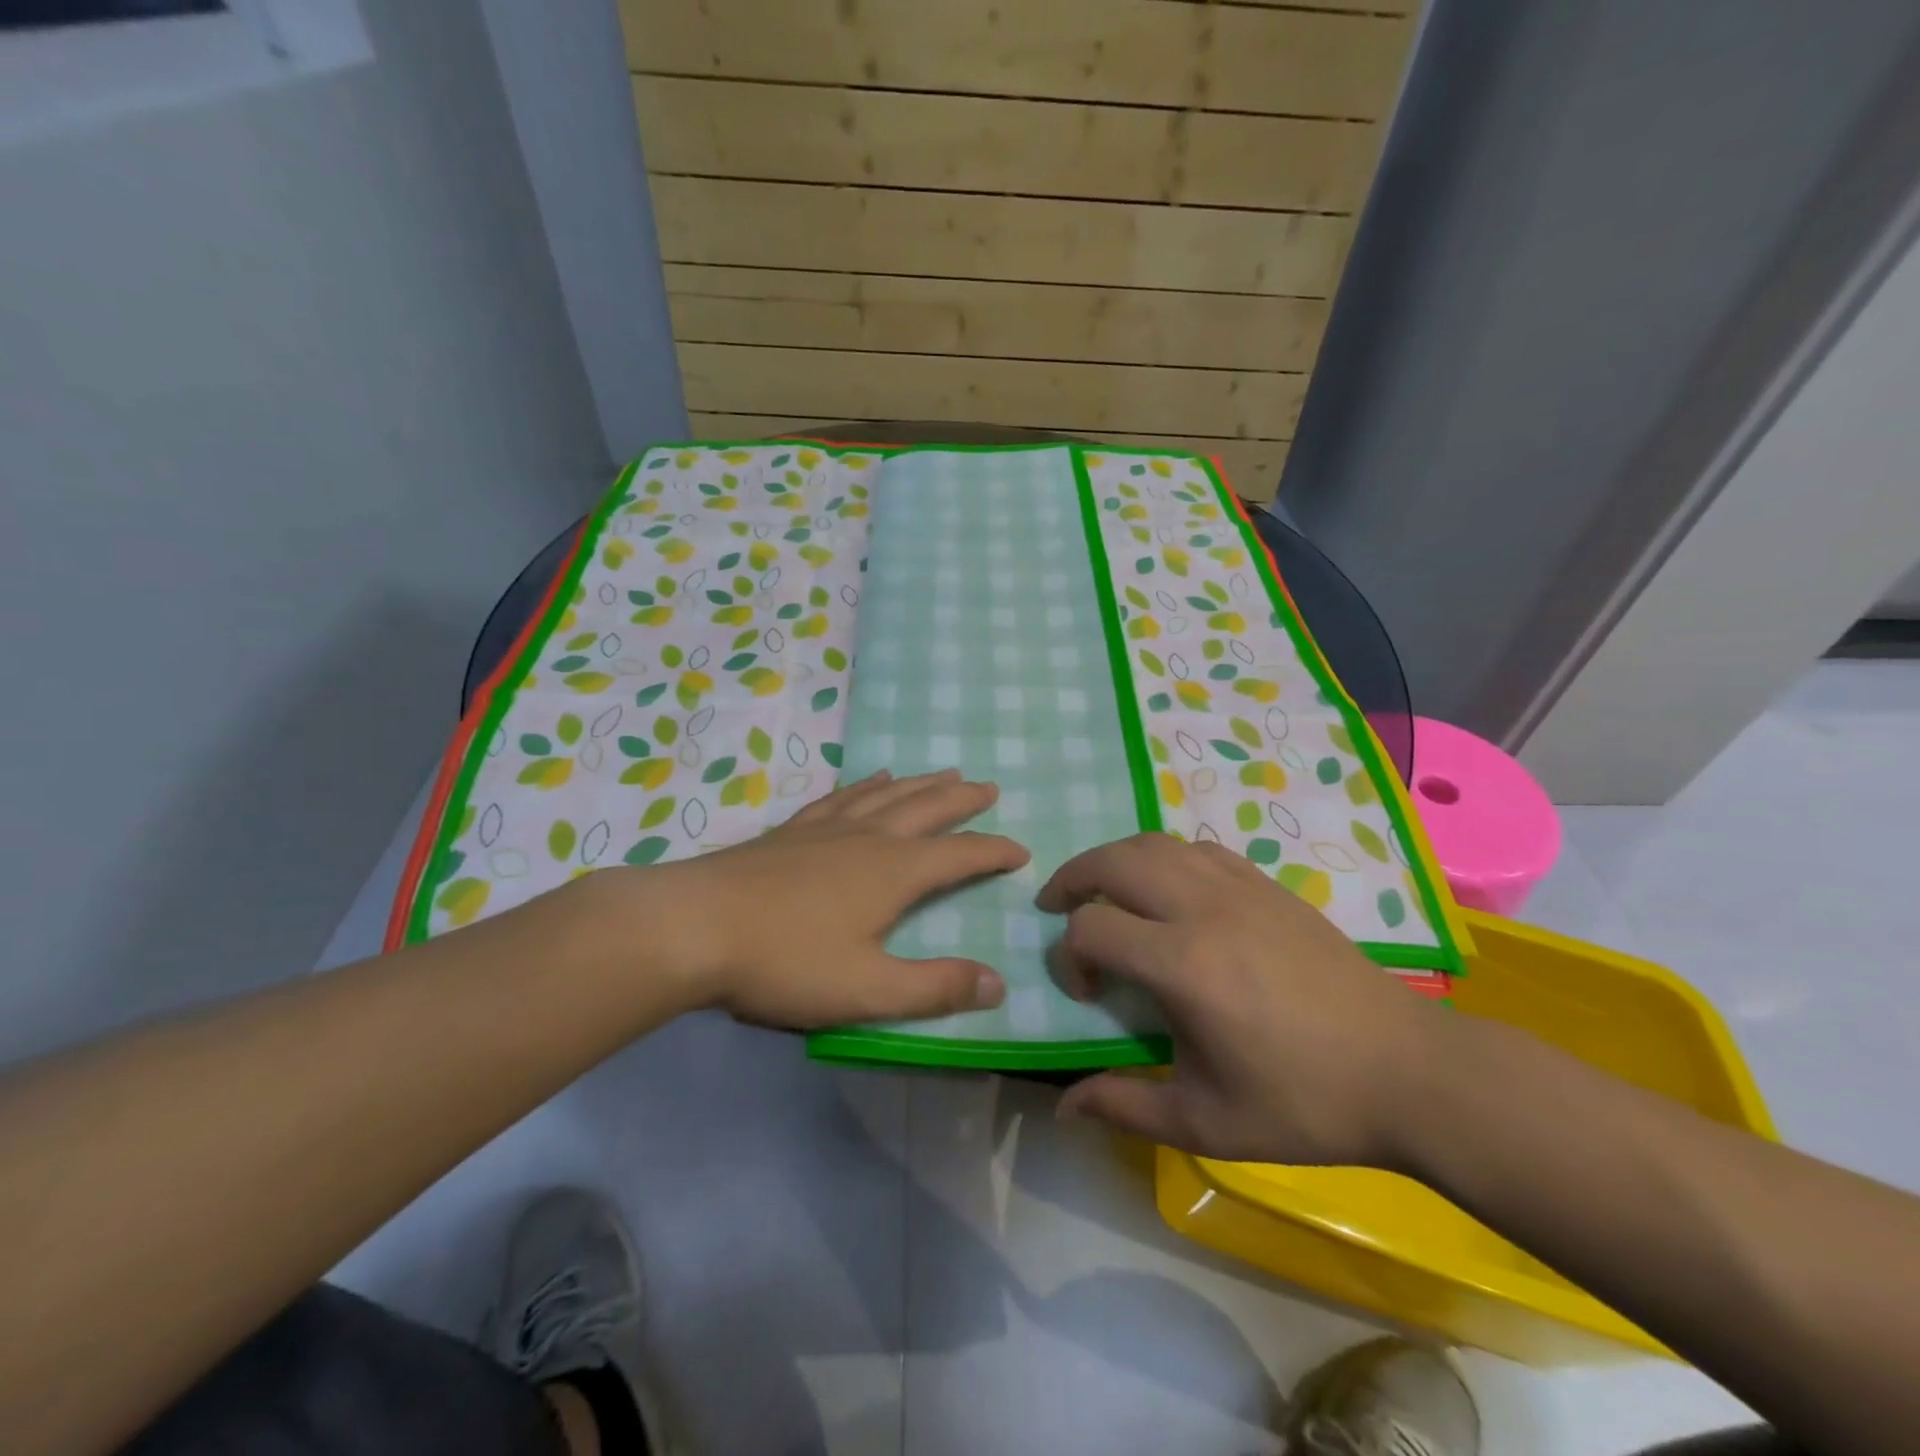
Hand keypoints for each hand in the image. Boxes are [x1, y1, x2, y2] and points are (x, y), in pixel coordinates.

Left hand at [612, 769, 1028, 1027]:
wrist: (693, 927)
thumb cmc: (785, 961)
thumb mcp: (868, 990)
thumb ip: (935, 988)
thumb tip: (998, 983)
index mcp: (894, 872)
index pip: (961, 855)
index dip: (994, 851)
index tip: (1021, 850)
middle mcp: (868, 838)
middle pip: (927, 808)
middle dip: (962, 800)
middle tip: (988, 787)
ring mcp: (827, 828)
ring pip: (887, 794)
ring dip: (921, 784)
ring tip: (943, 772)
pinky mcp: (792, 830)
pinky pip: (842, 796)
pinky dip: (866, 784)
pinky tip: (869, 780)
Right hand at [1039, 833, 1445, 1166]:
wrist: (1408, 1071)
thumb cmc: (1304, 1103)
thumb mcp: (1206, 1122)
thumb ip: (1125, 1107)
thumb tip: (1064, 1107)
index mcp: (1183, 964)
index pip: (1090, 929)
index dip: (1068, 958)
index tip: (1086, 995)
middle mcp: (1202, 908)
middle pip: (1112, 862)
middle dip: (1071, 880)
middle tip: (1057, 907)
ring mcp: (1238, 887)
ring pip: (1153, 843)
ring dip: (1113, 860)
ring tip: (1103, 891)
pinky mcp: (1267, 884)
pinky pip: (1196, 848)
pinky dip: (1163, 859)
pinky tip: (1169, 893)